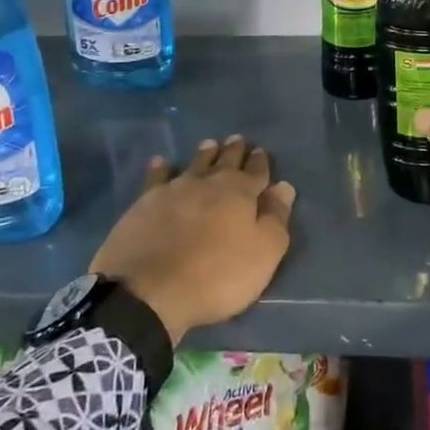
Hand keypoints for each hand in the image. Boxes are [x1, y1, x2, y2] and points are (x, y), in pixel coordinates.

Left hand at [89, 135, 295, 344]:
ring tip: (209, 144)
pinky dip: (161, 168)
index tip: (261, 151)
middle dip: (234, 151)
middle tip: (237, 139)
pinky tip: (160, 162)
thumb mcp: (263, 253)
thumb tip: (284, 186)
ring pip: (194, 164)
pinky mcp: (145, 203)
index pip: (256, 171)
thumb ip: (276, 218)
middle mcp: (208, 182)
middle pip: (225, 161)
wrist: (148, 290)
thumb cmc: (217, 275)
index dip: (260, 162)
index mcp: (240, 192)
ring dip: (204, 154)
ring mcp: (174, 190)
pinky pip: (156, 177)